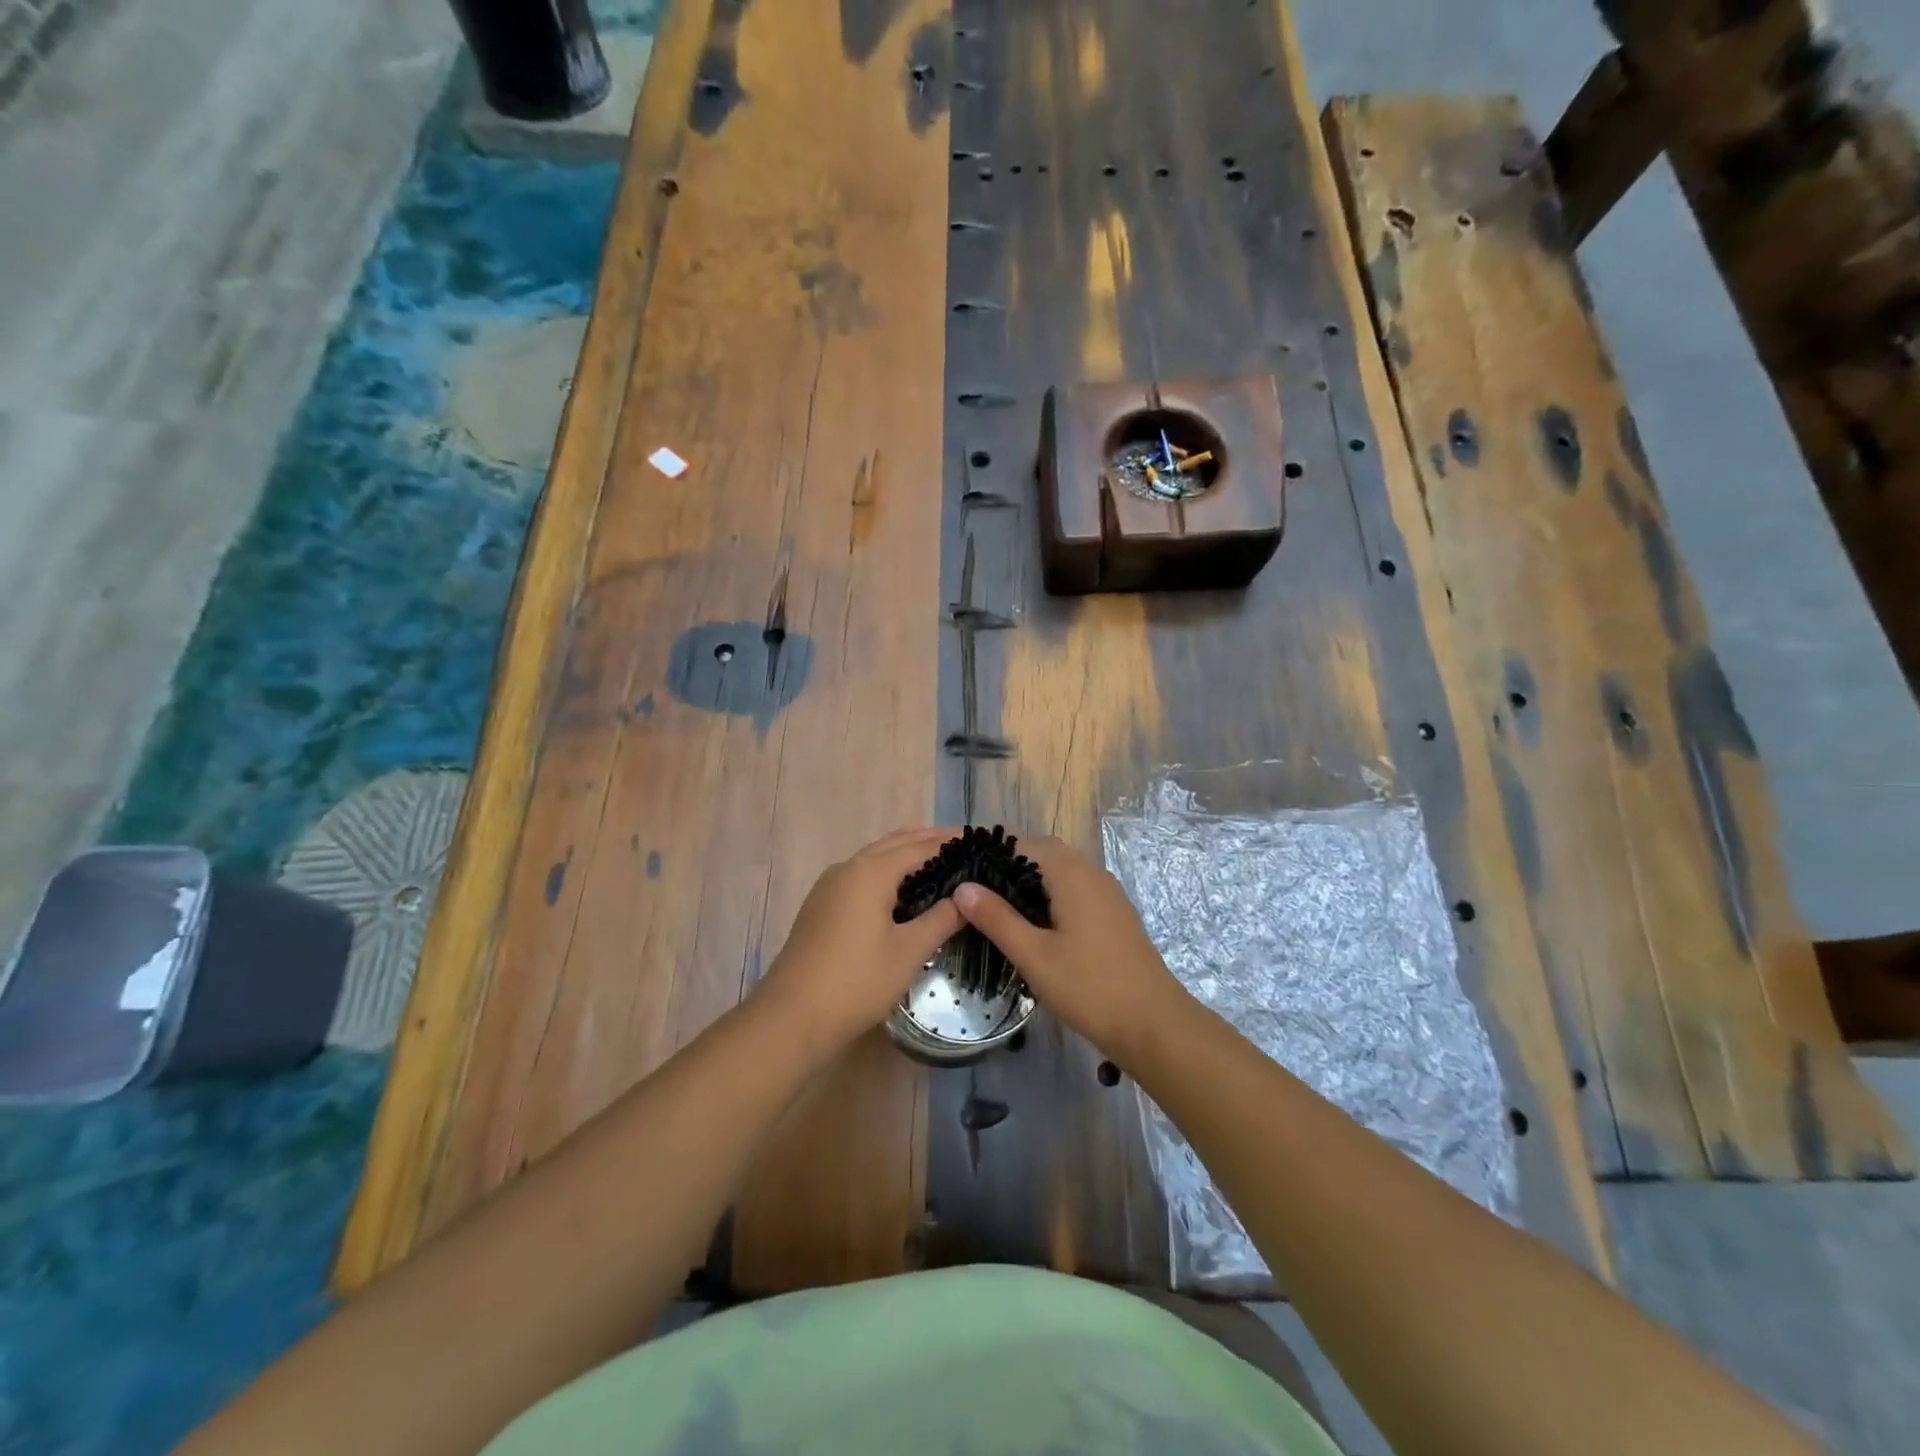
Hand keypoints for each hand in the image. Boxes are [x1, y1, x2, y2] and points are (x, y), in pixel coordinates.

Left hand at [754, 827, 964, 1055]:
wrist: (791, 1018)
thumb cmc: (856, 982)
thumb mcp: (909, 951)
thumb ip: (942, 918)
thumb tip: (967, 897)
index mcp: (870, 871)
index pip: (920, 846)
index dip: (951, 842)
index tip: (981, 840)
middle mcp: (848, 867)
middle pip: (895, 843)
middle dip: (929, 841)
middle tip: (965, 847)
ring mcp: (830, 886)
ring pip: (875, 858)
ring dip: (906, 854)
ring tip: (941, 862)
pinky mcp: (821, 905)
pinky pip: (861, 875)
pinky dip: (888, 871)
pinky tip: (903, 891)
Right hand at [952, 836, 1184, 1062]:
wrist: (1153, 1023)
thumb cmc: (1089, 987)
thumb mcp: (1033, 955)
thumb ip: (997, 918)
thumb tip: (963, 887)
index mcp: (1071, 874)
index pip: (1024, 843)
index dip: (992, 853)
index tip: (962, 871)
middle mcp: (1092, 873)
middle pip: (1044, 853)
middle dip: (1010, 864)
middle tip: (977, 890)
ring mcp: (1107, 893)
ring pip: (1062, 871)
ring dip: (1031, 880)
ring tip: (998, 906)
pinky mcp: (1114, 913)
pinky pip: (1076, 889)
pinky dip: (1051, 894)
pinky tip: (1035, 924)